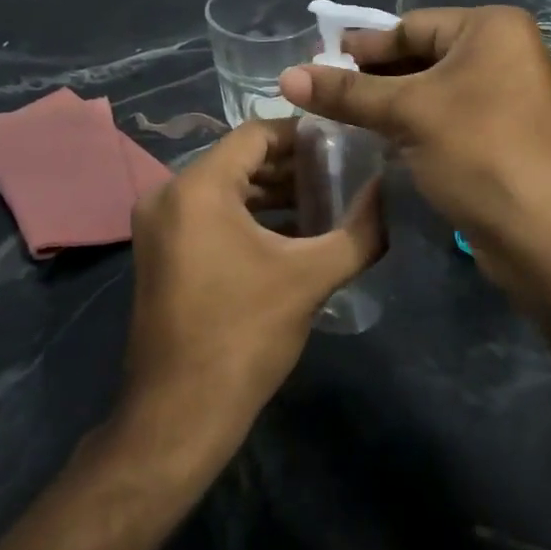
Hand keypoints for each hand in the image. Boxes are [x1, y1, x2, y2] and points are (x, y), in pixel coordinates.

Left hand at [119, 119, 383, 458]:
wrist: (179, 415)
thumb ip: (359, 230)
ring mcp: (158, 225)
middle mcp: (168, 195)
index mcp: (198, 188)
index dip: (301, 135)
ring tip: (322, 203)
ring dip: (271, 193)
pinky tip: (289, 235)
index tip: (342, 146)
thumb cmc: (244, 335)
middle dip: (290, 166)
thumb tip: (391, 193)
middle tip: (339, 175)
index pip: (256, 134)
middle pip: (239, 159)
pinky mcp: (160, 252)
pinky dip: (246, 216)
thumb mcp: (310, 278)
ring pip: (224, 188)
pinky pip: (208, 214)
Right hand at [278, 7, 550, 297]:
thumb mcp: (407, 114)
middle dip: (373, 76)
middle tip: (323, 92)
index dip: (362, 47)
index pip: (410, 26)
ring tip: (341, 117)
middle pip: (421, 54)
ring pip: (433, 88)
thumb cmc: (478, 152)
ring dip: (389, 102)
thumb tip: (286, 76)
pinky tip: (378, 138)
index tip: (317, 62)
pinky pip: (448, 114)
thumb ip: (346, 92)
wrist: (545, 236)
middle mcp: (505, 51)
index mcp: (492, 27)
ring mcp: (509, 93)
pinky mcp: (504, 131)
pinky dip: (414, 123)